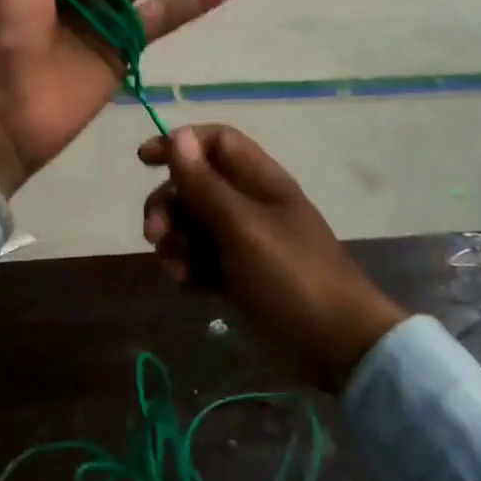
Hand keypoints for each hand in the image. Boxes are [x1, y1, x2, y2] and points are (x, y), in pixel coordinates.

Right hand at [139, 125, 407, 390]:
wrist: (335, 345)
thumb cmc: (291, 275)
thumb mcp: (242, 227)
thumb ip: (206, 185)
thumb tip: (178, 135)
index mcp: (259, 181)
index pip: (215, 142)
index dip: (180, 144)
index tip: (145, 160)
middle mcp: (249, 204)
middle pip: (195, 184)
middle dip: (168, 204)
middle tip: (155, 234)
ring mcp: (243, 242)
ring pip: (192, 225)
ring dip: (175, 242)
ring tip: (177, 270)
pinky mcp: (238, 276)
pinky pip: (200, 260)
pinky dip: (188, 268)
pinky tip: (188, 287)